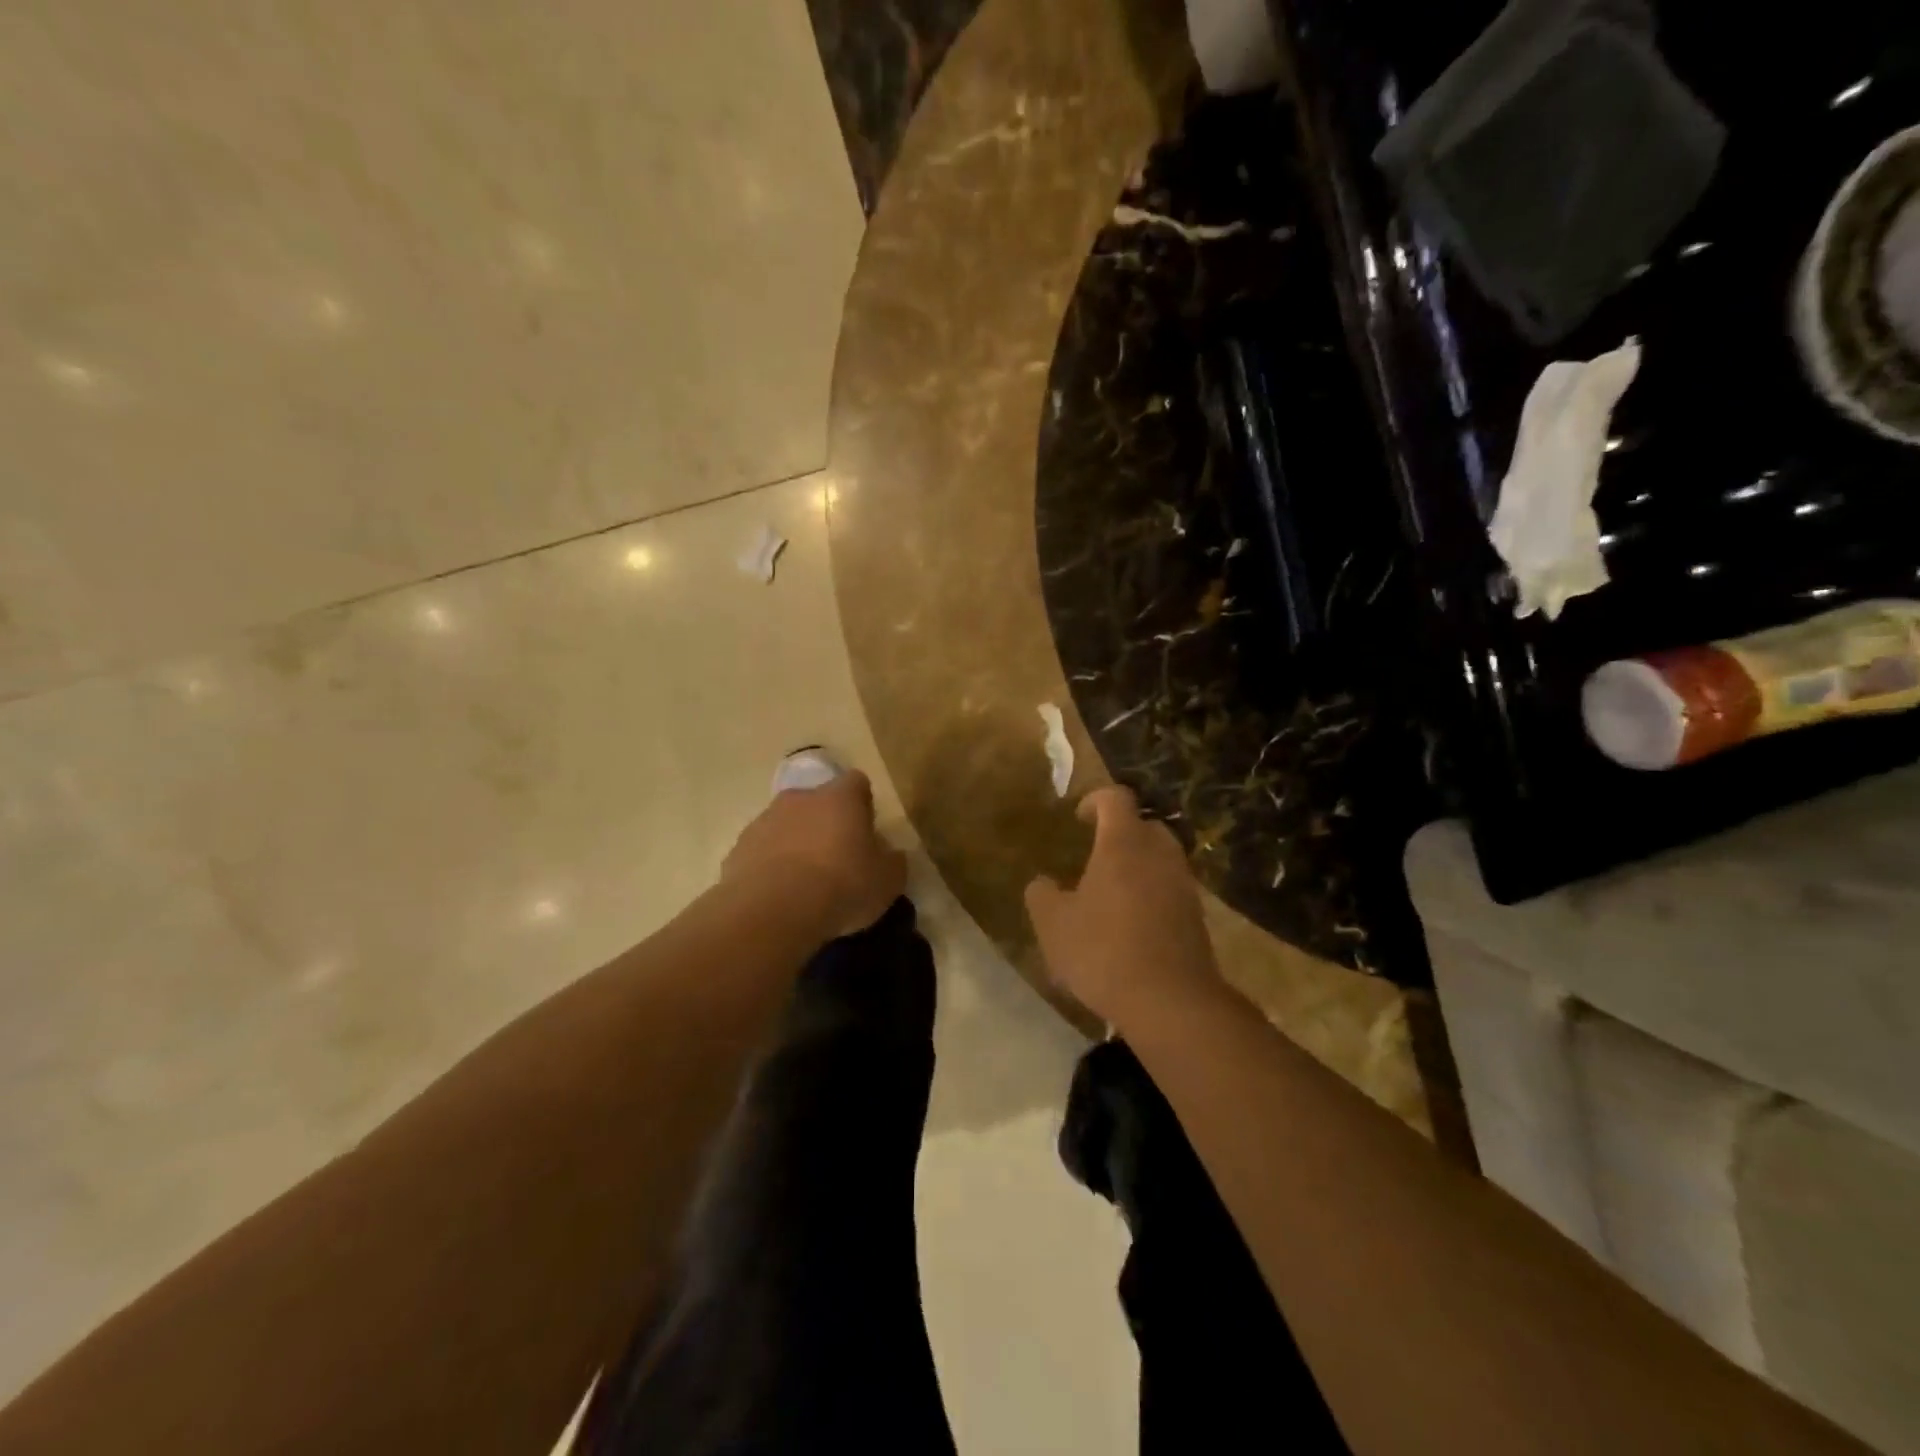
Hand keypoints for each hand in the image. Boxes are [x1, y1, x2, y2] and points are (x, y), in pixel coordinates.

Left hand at [722, 770, 906, 940]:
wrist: (772, 911)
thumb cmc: (842, 885)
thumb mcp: (888, 880)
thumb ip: (892, 861)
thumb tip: (891, 854)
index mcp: (840, 797)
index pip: (857, 783)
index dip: (863, 804)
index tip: (867, 831)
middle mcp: (800, 798)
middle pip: (817, 802)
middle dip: (826, 824)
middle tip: (836, 859)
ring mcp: (764, 821)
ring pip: (786, 825)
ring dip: (796, 844)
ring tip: (805, 884)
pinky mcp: (737, 849)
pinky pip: (761, 853)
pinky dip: (770, 868)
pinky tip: (779, 897)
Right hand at [1025, 786, 1222, 1028]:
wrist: (1171, 1001)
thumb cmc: (1103, 951)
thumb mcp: (1053, 924)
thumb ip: (1042, 895)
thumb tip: (1042, 883)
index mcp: (1123, 844)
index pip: (1115, 798)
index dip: (1094, 800)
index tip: (1077, 818)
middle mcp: (1159, 854)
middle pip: (1144, 825)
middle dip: (1120, 832)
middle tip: (1095, 855)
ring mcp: (1183, 884)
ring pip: (1161, 858)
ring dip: (1138, 865)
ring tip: (1112, 892)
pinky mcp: (1196, 915)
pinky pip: (1171, 888)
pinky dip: (1152, 893)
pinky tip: (1132, 923)